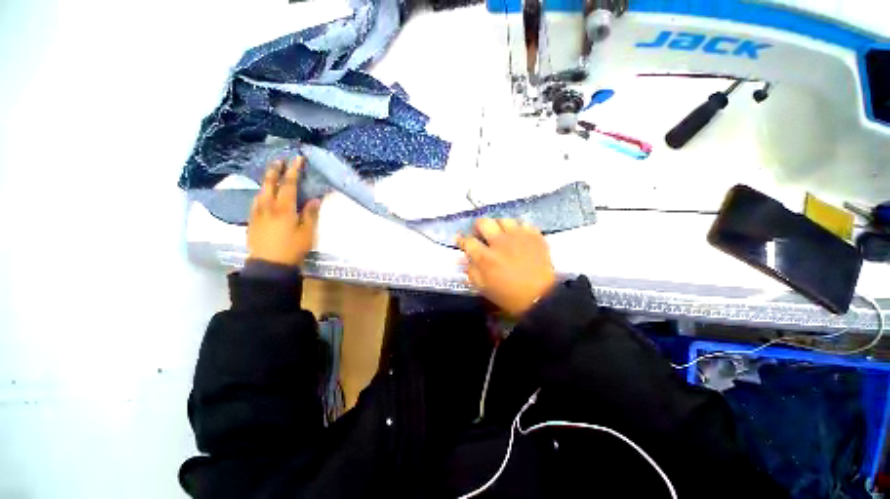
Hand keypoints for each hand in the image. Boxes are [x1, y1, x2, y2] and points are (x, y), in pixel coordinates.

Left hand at [247, 157, 321, 266]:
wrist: (268, 264)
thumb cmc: (292, 248)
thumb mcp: (307, 232)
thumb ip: (310, 214)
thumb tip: (314, 199)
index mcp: (283, 208)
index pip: (289, 184)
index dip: (294, 170)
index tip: (298, 158)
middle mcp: (268, 206)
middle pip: (269, 183)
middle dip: (275, 170)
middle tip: (280, 160)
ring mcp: (257, 213)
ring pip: (260, 191)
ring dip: (267, 180)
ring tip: (272, 175)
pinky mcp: (252, 220)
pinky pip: (256, 200)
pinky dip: (262, 192)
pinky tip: (263, 195)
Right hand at [458, 219, 556, 316]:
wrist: (541, 297)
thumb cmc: (509, 296)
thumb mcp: (483, 288)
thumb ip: (471, 271)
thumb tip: (463, 258)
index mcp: (485, 257)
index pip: (467, 241)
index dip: (461, 239)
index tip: (460, 240)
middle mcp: (499, 242)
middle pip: (483, 222)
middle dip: (478, 227)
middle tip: (481, 234)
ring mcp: (518, 236)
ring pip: (503, 219)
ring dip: (499, 226)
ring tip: (501, 234)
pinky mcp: (534, 235)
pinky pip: (523, 223)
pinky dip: (518, 229)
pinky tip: (518, 237)